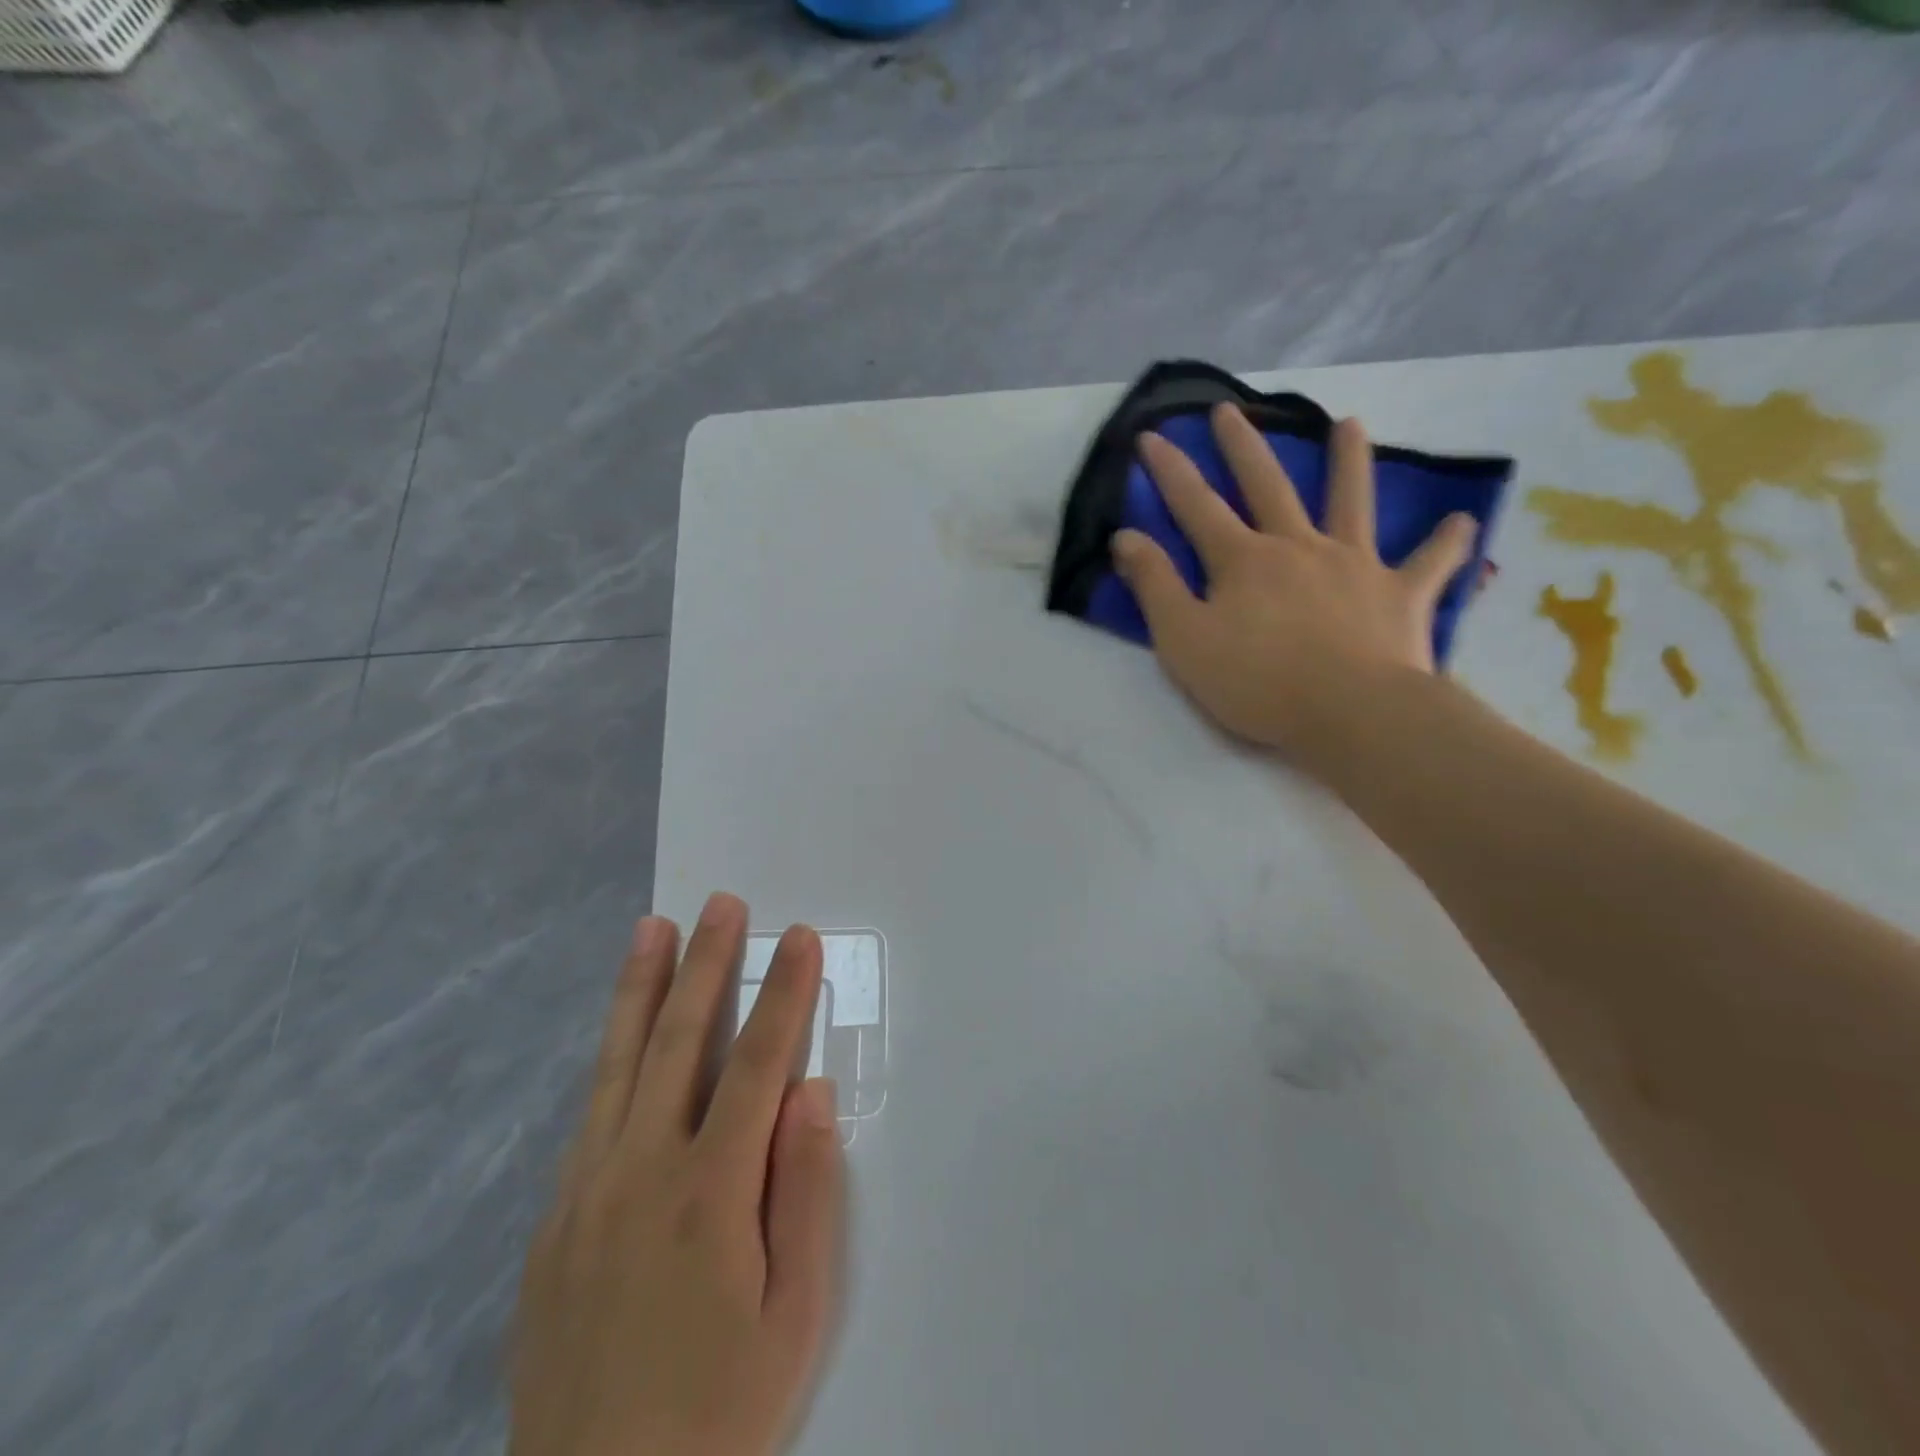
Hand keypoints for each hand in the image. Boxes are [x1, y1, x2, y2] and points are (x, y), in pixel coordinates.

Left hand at [511, 894, 844, 1455]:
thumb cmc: (721, 1414)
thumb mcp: (796, 1314)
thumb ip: (805, 1191)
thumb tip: (807, 1093)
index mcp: (708, 1192)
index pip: (757, 1063)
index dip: (782, 994)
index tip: (797, 938)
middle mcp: (639, 1172)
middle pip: (679, 1041)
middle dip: (705, 964)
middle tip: (720, 904)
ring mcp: (585, 1194)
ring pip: (617, 1064)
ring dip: (640, 989)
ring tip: (651, 929)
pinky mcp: (553, 1223)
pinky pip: (589, 1115)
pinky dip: (609, 1057)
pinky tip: (622, 1033)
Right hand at [1112, 404, 1476, 761]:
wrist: (1350, 713)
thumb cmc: (1257, 682)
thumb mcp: (1184, 640)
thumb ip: (1155, 586)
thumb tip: (1126, 537)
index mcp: (1243, 561)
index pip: (1196, 506)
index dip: (1170, 471)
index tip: (1151, 435)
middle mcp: (1298, 547)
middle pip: (1268, 486)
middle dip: (1243, 447)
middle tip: (1230, 410)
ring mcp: (1355, 565)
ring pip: (1351, 501)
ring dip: (1349, 461)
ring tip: (1350, 423)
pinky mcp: (1401, 595)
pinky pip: (1429, 563)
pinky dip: (1446, 542)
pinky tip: (1461, 520)